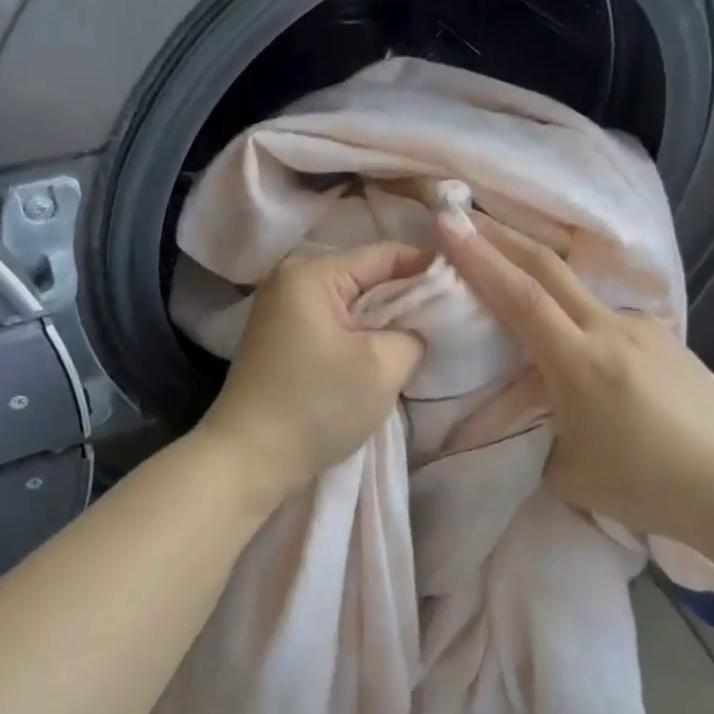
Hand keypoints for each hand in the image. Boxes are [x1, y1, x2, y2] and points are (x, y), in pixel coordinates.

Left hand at [197, 242, 429, 497]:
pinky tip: (380, 354)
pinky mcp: (281, 337)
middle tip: (448, 319)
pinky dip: (359, 335)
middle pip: (366, 276)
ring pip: (351, 303)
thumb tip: (419, 326)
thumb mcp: (383, 366)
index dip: (428, 269)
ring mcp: (281, 309)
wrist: (248, 459)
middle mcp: (290, 279)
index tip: (464, 290)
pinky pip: (333, 322)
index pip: (385, 254)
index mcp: (311, 273)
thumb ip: (415, 333)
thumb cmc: (316, 407)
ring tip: (419, 339)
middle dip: (407, 297)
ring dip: (384, 320)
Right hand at [436, 214, 713, 542]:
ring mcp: (643, 329)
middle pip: (548, 267)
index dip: (480, 257)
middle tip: (466, 216)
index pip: (520, 297)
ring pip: (579, 291)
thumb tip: (532, 408)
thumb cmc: (648, 488)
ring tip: (514, 283)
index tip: (448, 223)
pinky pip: (607, 318)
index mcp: (581, 363)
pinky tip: (579, 347)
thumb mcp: (567, 472)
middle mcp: (612, 330)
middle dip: (502, 236)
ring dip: (539, 277)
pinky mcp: (666, 338)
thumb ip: (537, 430)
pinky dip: (577, 318)